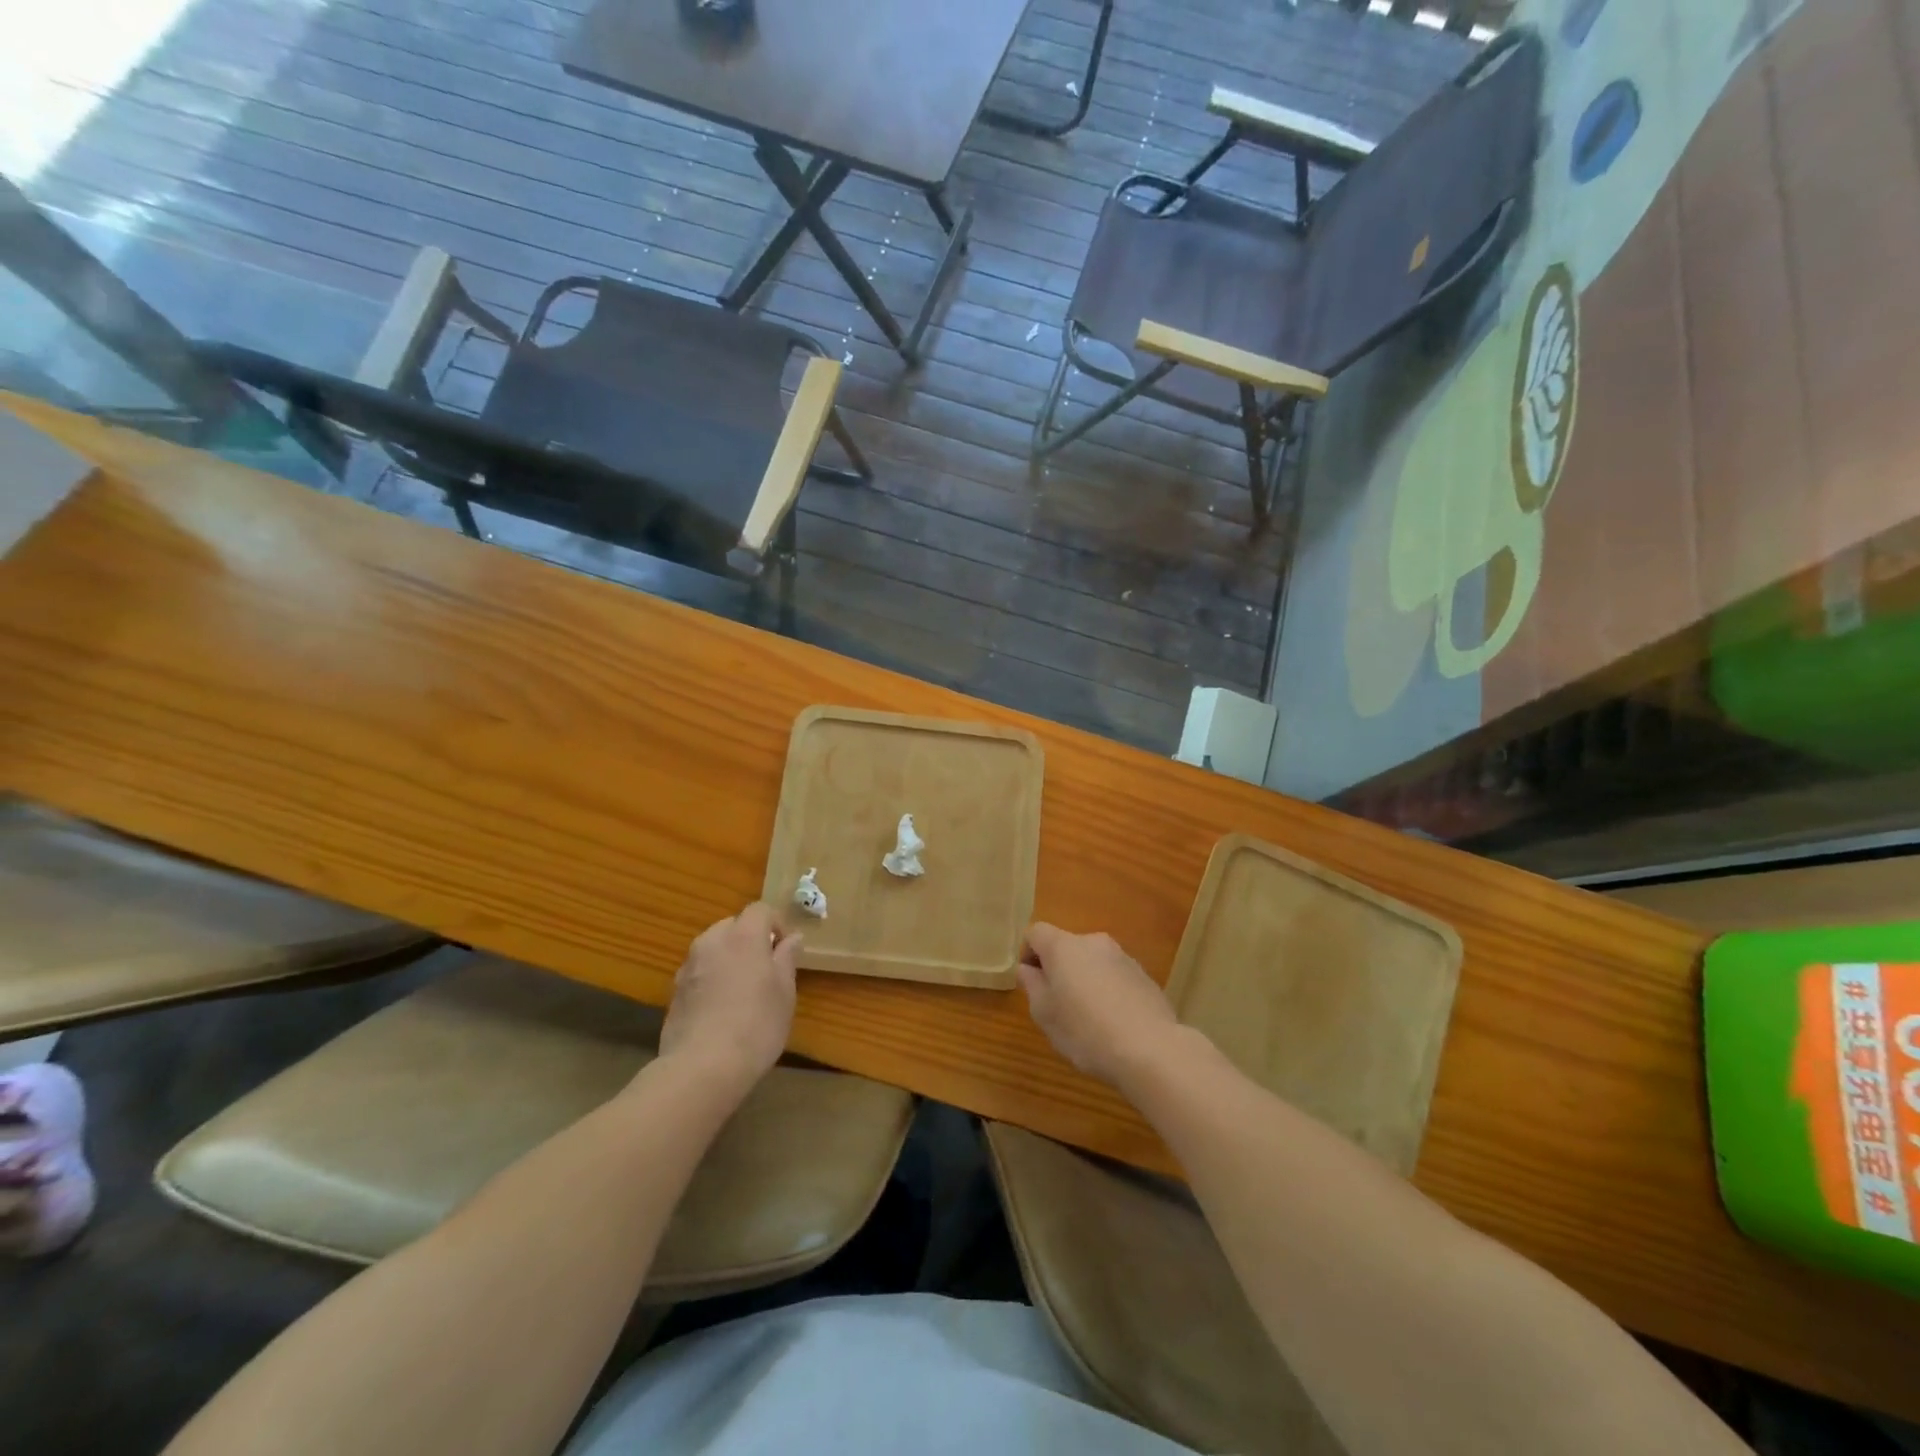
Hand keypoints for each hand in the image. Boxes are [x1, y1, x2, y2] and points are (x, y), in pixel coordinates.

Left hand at [659, 903, 799, 1093]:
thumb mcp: (785, 992)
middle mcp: (712, 942)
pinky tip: (720, 1010)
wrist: (702, 1068)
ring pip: (713, 949)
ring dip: (728, 959)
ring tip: (742, 991)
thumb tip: (792, 938)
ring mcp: (688, 967)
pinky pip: (699, 973)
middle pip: (733, 926)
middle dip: (750, 939)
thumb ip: (787, 958)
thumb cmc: (756, 1025)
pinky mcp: (674, 992)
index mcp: (743, 936)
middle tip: (765, 970)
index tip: (786, 950)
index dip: (776, 924)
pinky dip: (711, 980)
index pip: (760, 910)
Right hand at [1018, 923, 1180, 1086]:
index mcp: (1063, 946)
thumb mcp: (1044, 1014)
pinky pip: (1115, 977)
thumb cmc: (1085, 1031)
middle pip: (1066, 947)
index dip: (1028, 954)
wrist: (1150, 1049)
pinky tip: (1113, 1023)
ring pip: (1092, 962)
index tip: (1031, 983)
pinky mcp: (1144, 976)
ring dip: (1084, 980)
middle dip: (1058, 970)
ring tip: (1087, 1018)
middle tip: (1057, 1005)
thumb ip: (1032, 985)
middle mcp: (1093, 942)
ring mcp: (1123, 957)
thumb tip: (1028, 969)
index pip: (1036, 933)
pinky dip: (1108, 991)